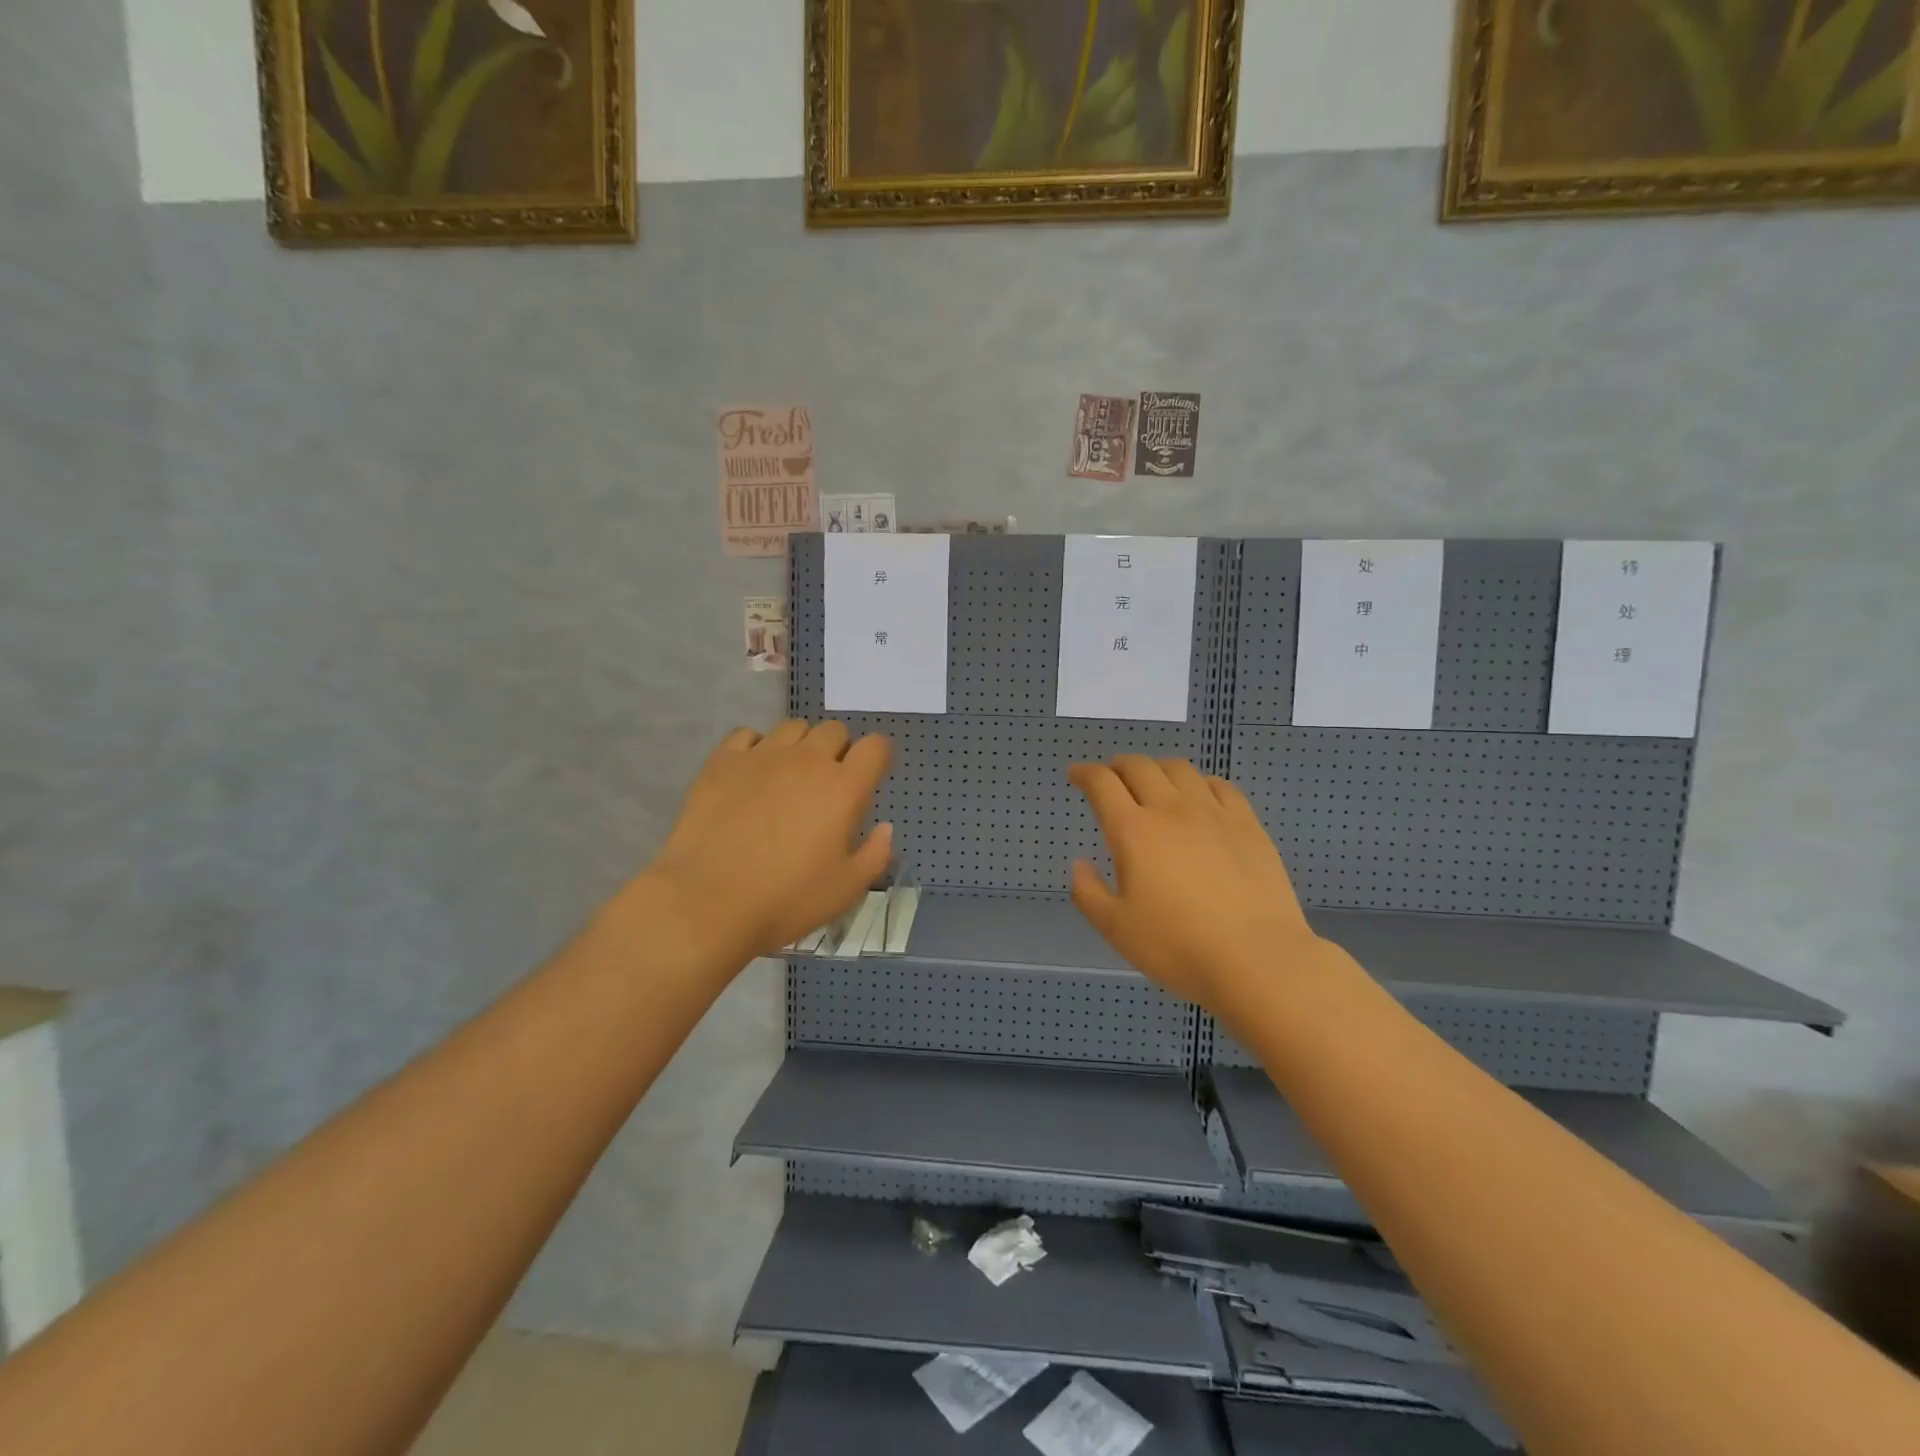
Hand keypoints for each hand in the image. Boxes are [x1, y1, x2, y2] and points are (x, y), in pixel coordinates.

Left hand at [644, 720, 892, 964]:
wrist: (708, 902)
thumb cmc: (787, 899)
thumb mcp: (846, 889)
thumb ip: (875, 854)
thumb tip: (885, 828)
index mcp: (844, 787)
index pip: (876, 746)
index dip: (878, 757)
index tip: (871, 776)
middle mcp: (807, 760)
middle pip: (834, 730)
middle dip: (839, 750)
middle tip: (828, 784)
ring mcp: (762, 755)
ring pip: (793, 727)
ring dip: (800, 745)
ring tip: (790, 776)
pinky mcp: (722, 761)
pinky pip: (747, 735)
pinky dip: (756, 748)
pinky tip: (751, 774)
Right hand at [1067, 756, 1319, 1017]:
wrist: (1257, 958)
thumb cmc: (1177, 946)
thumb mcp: (1116, 928)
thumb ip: (1089, 893)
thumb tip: (1079, 864)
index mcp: (1133, 831)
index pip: (1102, 784)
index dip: (1084, 773)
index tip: (1076, 775)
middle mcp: (1170, 809)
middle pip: (1139, 767)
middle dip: (1118, 766)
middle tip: (1111, 778)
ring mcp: (1213, 813)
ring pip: (1179, 768)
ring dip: (1157, 768)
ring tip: (1153, 782)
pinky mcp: (1247, 824)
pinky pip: (1220, 786)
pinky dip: (1199, 782)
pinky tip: (1199, 796)